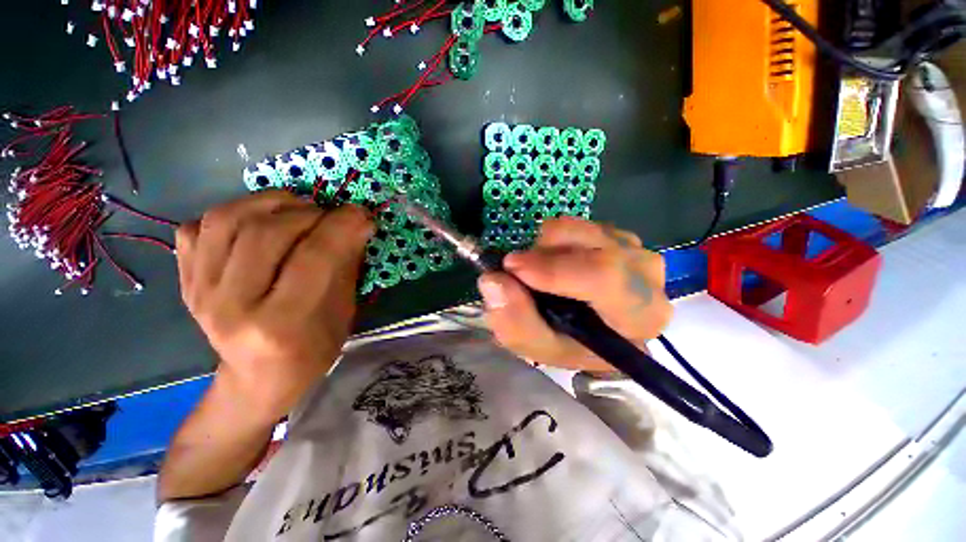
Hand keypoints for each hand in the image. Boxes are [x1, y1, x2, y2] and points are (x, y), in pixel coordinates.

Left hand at [175, 191, 374, 421]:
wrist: (259, 377)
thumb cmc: (313, 349)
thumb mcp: (343, 312)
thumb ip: (346, 265)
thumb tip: (356, 223)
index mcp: (282, 323)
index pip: (314, 257)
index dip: (341, 226)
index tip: (360, 213)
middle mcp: (233, 307)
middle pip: (266, 232)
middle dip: (308, 212)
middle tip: (330, 215)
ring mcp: (200, 293)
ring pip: (225, 220)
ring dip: (270, 203)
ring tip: (296, 209)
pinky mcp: (185, 282)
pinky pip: (196, 228)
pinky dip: (231, 214)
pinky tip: (256, 223)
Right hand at [477, 217, 671, 371]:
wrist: (589, 331)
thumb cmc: (568, 343)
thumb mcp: (537, 345)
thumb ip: (514, 321)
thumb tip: (492, 280)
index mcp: (638, 316)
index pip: (606, 278)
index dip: (555, 269)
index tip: (511, 267)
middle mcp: (648, 277)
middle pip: (598, 246)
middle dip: (545, 254)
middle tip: (517, 270)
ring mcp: (635, 250)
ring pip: (585, 229)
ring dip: (548, 245)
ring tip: (537, 269)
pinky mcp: (620, 235)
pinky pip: (581, 224)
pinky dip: (557, 239)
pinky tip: (555, 260)